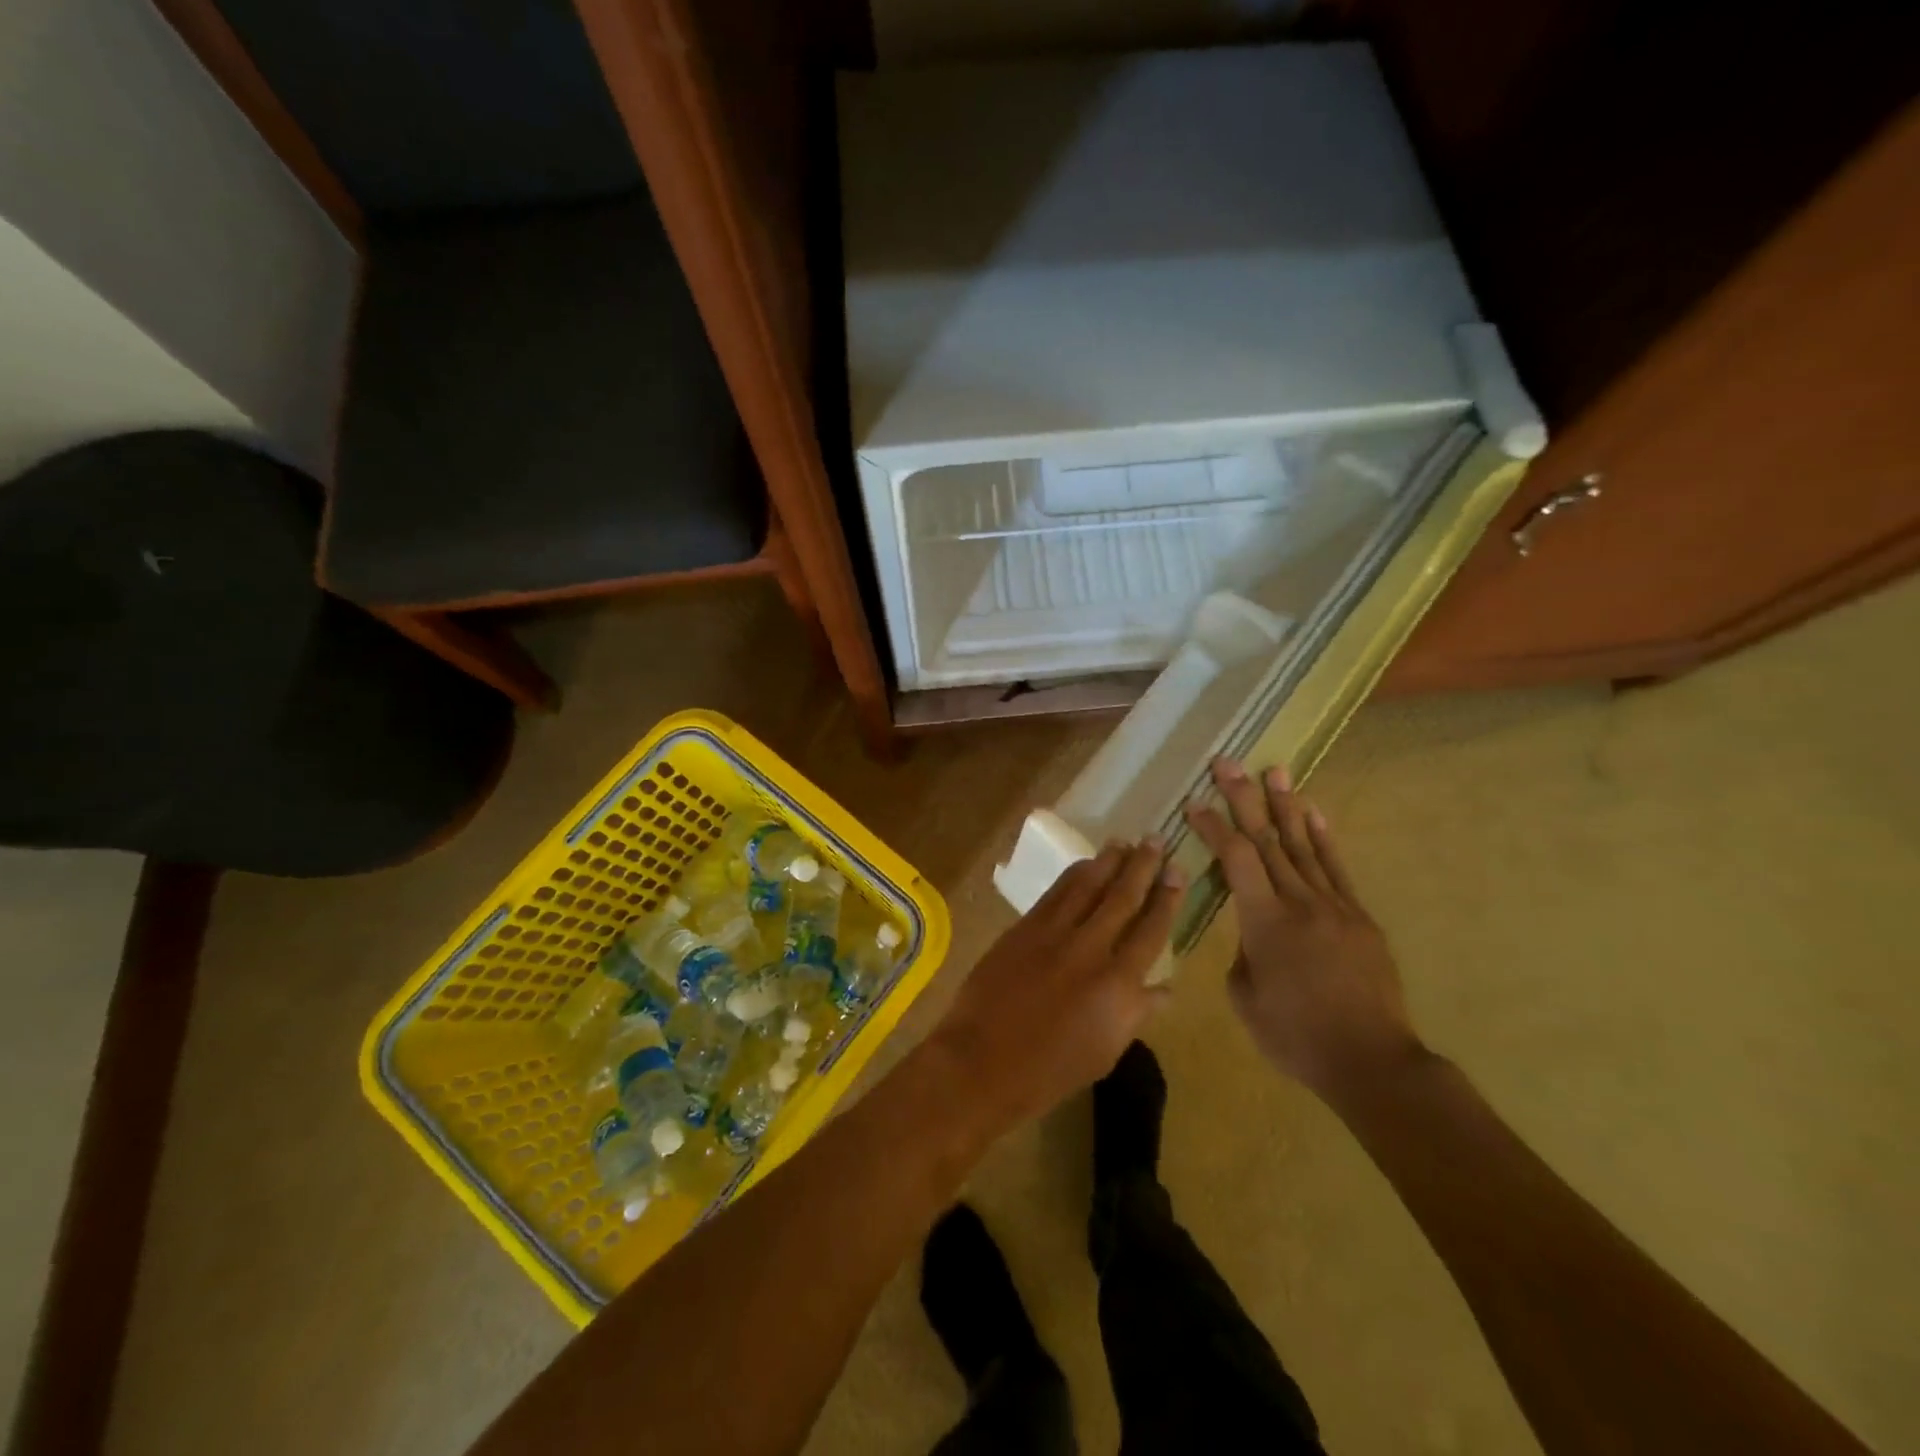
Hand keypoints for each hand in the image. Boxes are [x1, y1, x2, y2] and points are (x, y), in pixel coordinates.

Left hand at [931, 840, 1182, 1132]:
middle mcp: (1090, 949)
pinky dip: (1074, 875)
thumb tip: (1165, 986)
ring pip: (1088, 886)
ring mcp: (1053, 934)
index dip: (1167, 898)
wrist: (982, 1061)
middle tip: (1156, 840)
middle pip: (1122, 897)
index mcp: (1118, 984)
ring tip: (1124, 842)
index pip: (1151, 930)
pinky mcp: (1024, 928)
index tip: (1177, 872)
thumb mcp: (1106, 1051)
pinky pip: (1056, 893)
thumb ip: (1137, 1013)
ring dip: (1108, 861)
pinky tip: (1084, 864)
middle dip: (1142, 866)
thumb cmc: (1050, 1070)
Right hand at [1186, 758, 1424, 1100]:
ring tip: (1275, 771)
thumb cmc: (1296, 1036)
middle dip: (1244, 798)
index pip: (1235, 859)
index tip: (1194, 802)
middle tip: (1228, 763)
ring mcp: (1334, 906)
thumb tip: (1251, 933)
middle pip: (1268, 839)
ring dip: (1286, 806)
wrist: (1370, 1061)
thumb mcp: (1245, 998)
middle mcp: (1300, 902)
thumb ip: (1242, 953)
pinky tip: (1314, 814)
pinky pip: (1337, 869)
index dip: (1213, 827)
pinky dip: (1324, 839)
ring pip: (1304, 845)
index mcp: (1265, 922)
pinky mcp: (1359, 917)